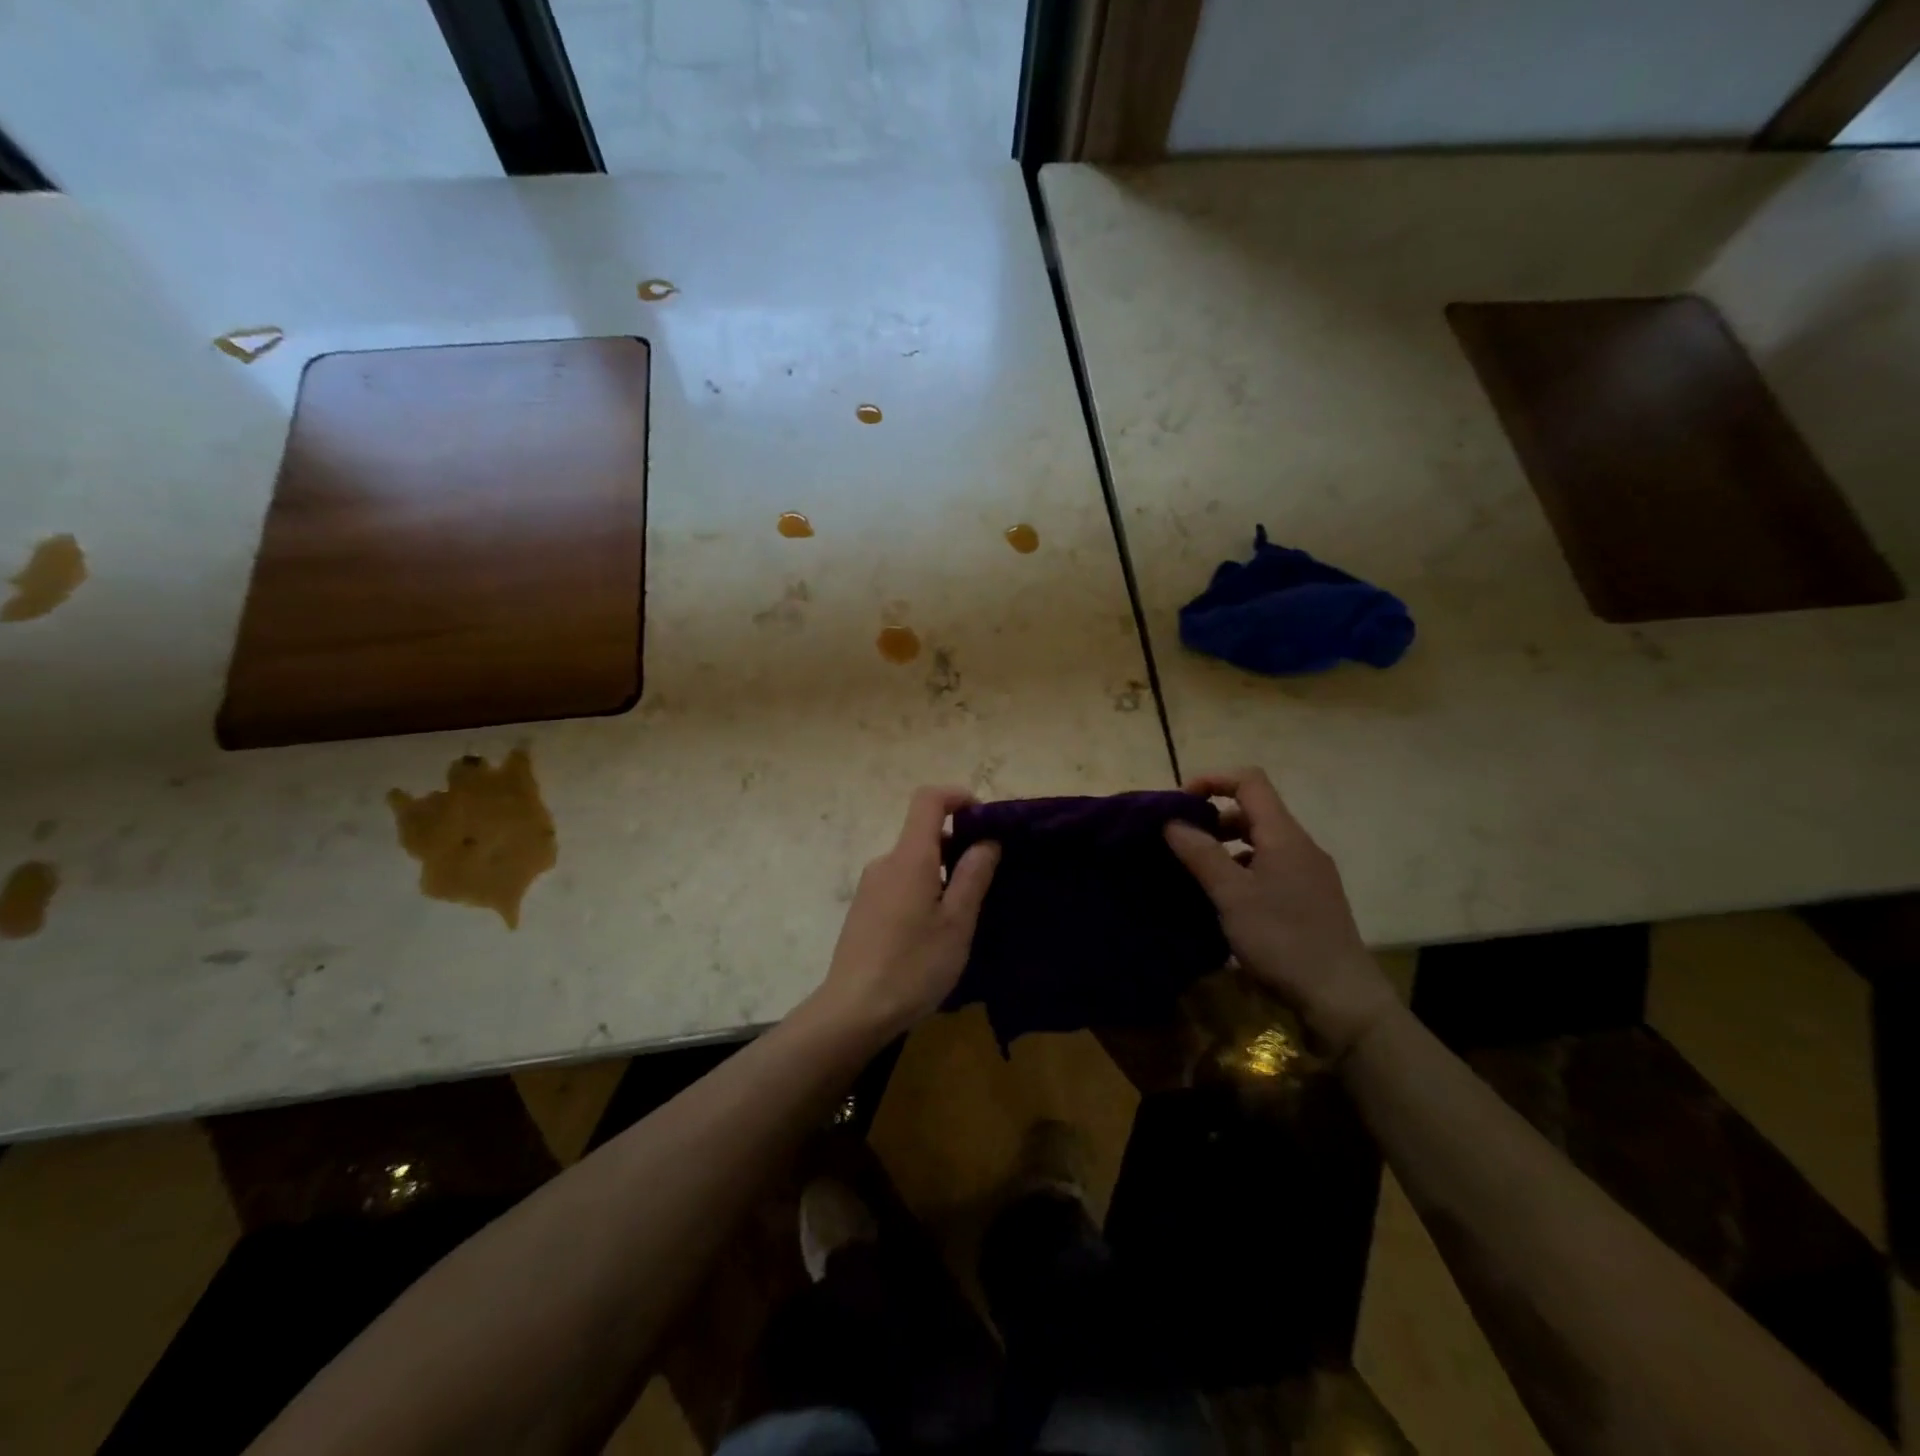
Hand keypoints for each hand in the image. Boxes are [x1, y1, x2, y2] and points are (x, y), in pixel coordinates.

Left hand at [809, 786, 1000, 1041]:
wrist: (853, 1011)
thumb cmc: (913, 965)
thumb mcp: (957, 923)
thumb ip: (973, 876)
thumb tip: (986, 840)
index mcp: (909, 858)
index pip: (928, 800)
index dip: (957, 796)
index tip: (985, 818)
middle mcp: (885, 862)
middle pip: (923, 834)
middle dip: (958, 845)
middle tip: (987, 879)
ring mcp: (870, 886)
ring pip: (914, 863)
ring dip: (942, 873)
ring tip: (964, 914)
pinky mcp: (864, 909)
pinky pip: (900, 883)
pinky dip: (924, 890)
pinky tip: (934, 932)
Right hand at [1165, 767, 1396, 1054]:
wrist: (1340, 998)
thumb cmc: (1282, 940)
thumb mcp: (1232, 896)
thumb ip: (1201, 854)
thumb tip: (1171, 821)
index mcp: (1284, 836)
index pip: (1250, 781)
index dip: (1213, 780)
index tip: (1179, 803)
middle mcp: (1300, 846)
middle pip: (1255, 810)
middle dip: (1214, 816)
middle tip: (1180, 840)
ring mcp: (1309, 873)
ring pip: (1262, 841)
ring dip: (1227, 845)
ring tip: (1197, 870)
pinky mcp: (1310, 899)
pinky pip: (1270, 867)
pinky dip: (1243, 869)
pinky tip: (1226, 899)